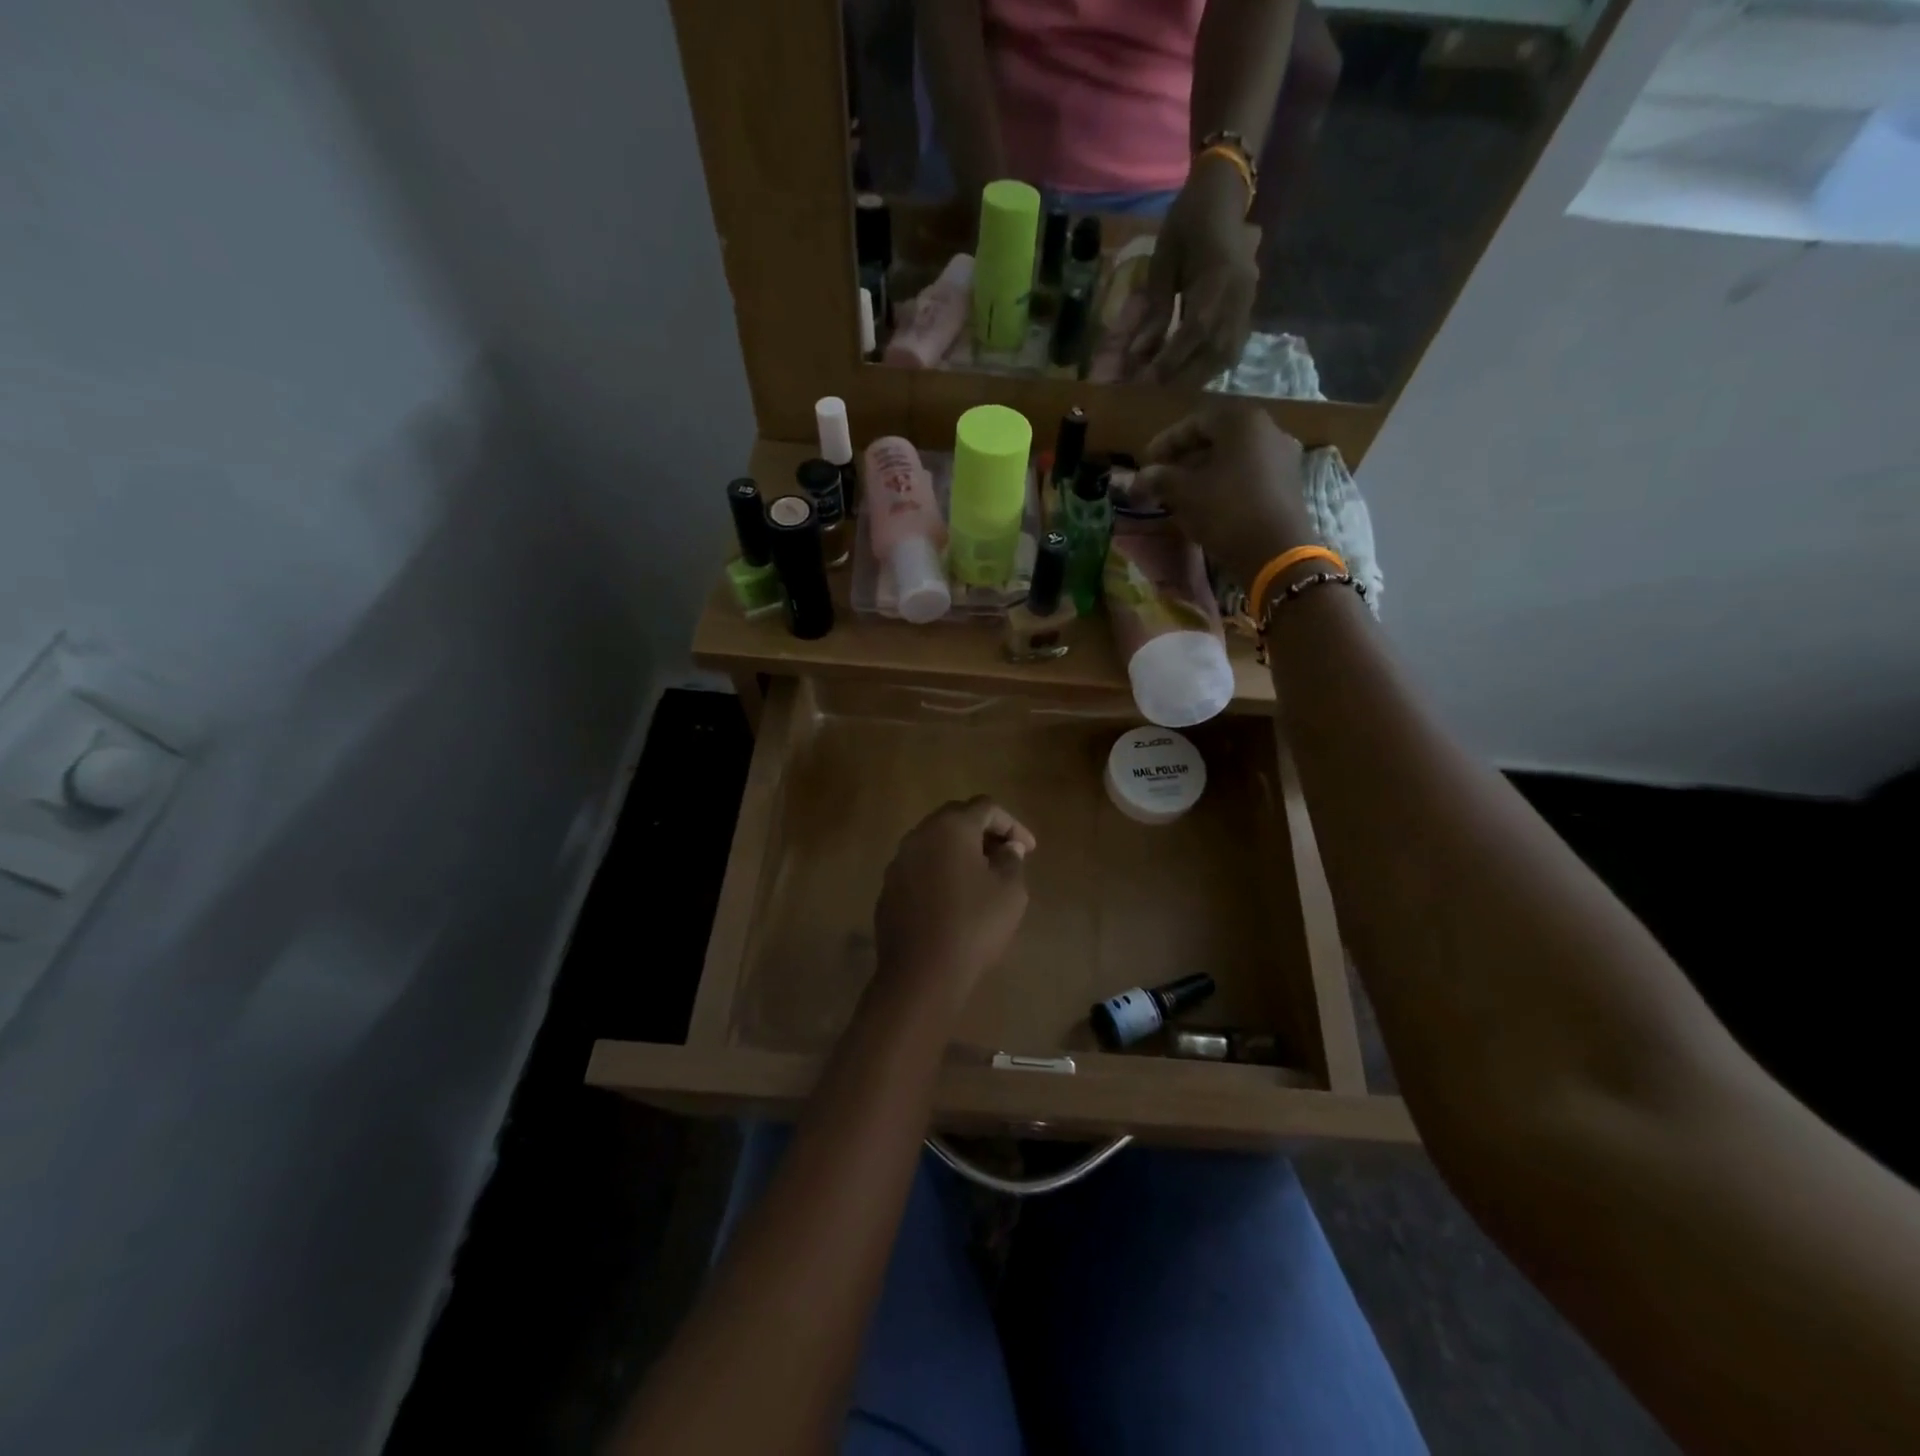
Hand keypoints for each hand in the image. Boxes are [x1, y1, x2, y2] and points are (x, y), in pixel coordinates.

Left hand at [872, 797, 1035, 1021]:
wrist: (921, 974)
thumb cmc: (973, 925)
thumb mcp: (1009, 891)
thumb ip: (1011, 860)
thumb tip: (1006, 848)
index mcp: (950, 827)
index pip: (986, 807)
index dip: (1012, 824)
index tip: (1030, 849)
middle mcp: (919, 835)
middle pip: (956, 819)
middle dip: (984, 832)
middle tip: (1007, 855)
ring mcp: (899, 862)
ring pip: (935, 843)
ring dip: (961, 852)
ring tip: (983, 875)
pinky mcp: (889, 888)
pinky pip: (920, 868)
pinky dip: (941, 872)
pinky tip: (955, 897)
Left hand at [1125, 161, 1261, 385]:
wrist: (1223, 195)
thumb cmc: (1187, 222)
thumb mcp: (1163, 260)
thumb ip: (1155, 308)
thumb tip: (1140, 352)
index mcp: (1219, 277)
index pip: (1195, 331)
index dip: (1170, 360)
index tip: (1145, 381)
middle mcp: (1240, 296)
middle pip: (1214, 352)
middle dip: (1182, 377)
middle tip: (1153, 393)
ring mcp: (1249, 304)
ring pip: (1226, 356)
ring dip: (1198, 378)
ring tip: (1170, 390)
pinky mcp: (1249, 310)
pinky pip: (1233, 349)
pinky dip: (1211, 367)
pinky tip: (1191, 375)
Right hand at [1135, 401, 1315, 587]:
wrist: (1277, 552)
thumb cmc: (1227, 512)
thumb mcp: (1185, 494)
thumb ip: (1159, 478)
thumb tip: (1139, 477)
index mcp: (1242, 422)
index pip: (1194, 423)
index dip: (1165, 442)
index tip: (1145, 462)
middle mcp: (1268, 430)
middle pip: (1216, 438)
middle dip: (1184, 457)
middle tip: (1161, 477)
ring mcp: (1282, 456)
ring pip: (1232, 457)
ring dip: (1203, 471)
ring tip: (1180, 492)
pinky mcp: (1287, 483)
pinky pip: (1248, 474)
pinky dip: (1224, 482)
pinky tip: (1207, 502)